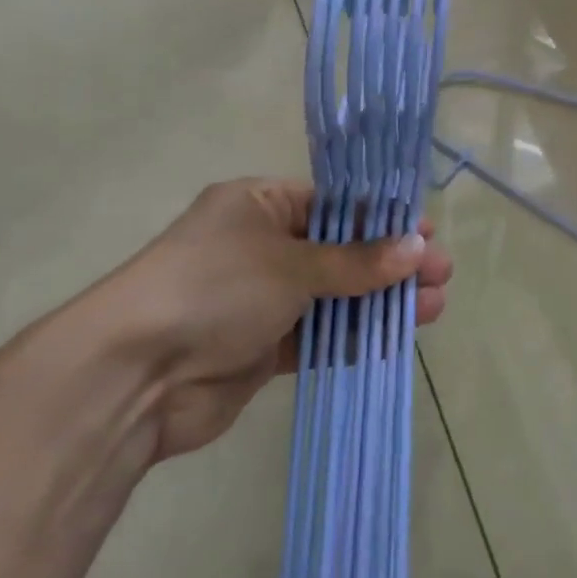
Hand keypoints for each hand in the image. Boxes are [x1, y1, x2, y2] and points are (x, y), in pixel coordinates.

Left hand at [94, 179, 451, 462]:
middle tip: (442, 274)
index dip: (382, 217)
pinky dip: (352, 334)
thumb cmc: (215, 288)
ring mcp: (261, 298)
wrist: (135, 375)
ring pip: (333, 294)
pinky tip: (393, 337)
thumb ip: (355, 261)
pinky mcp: (260, 347)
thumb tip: (417, 248)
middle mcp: (261, 245)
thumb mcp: (290, 264)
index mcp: (260, 204)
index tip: (426, 231)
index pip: (334, 202)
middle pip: (340, 249)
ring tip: (433, 307)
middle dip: (390, 262)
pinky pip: (317, 334)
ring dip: (380, 300)